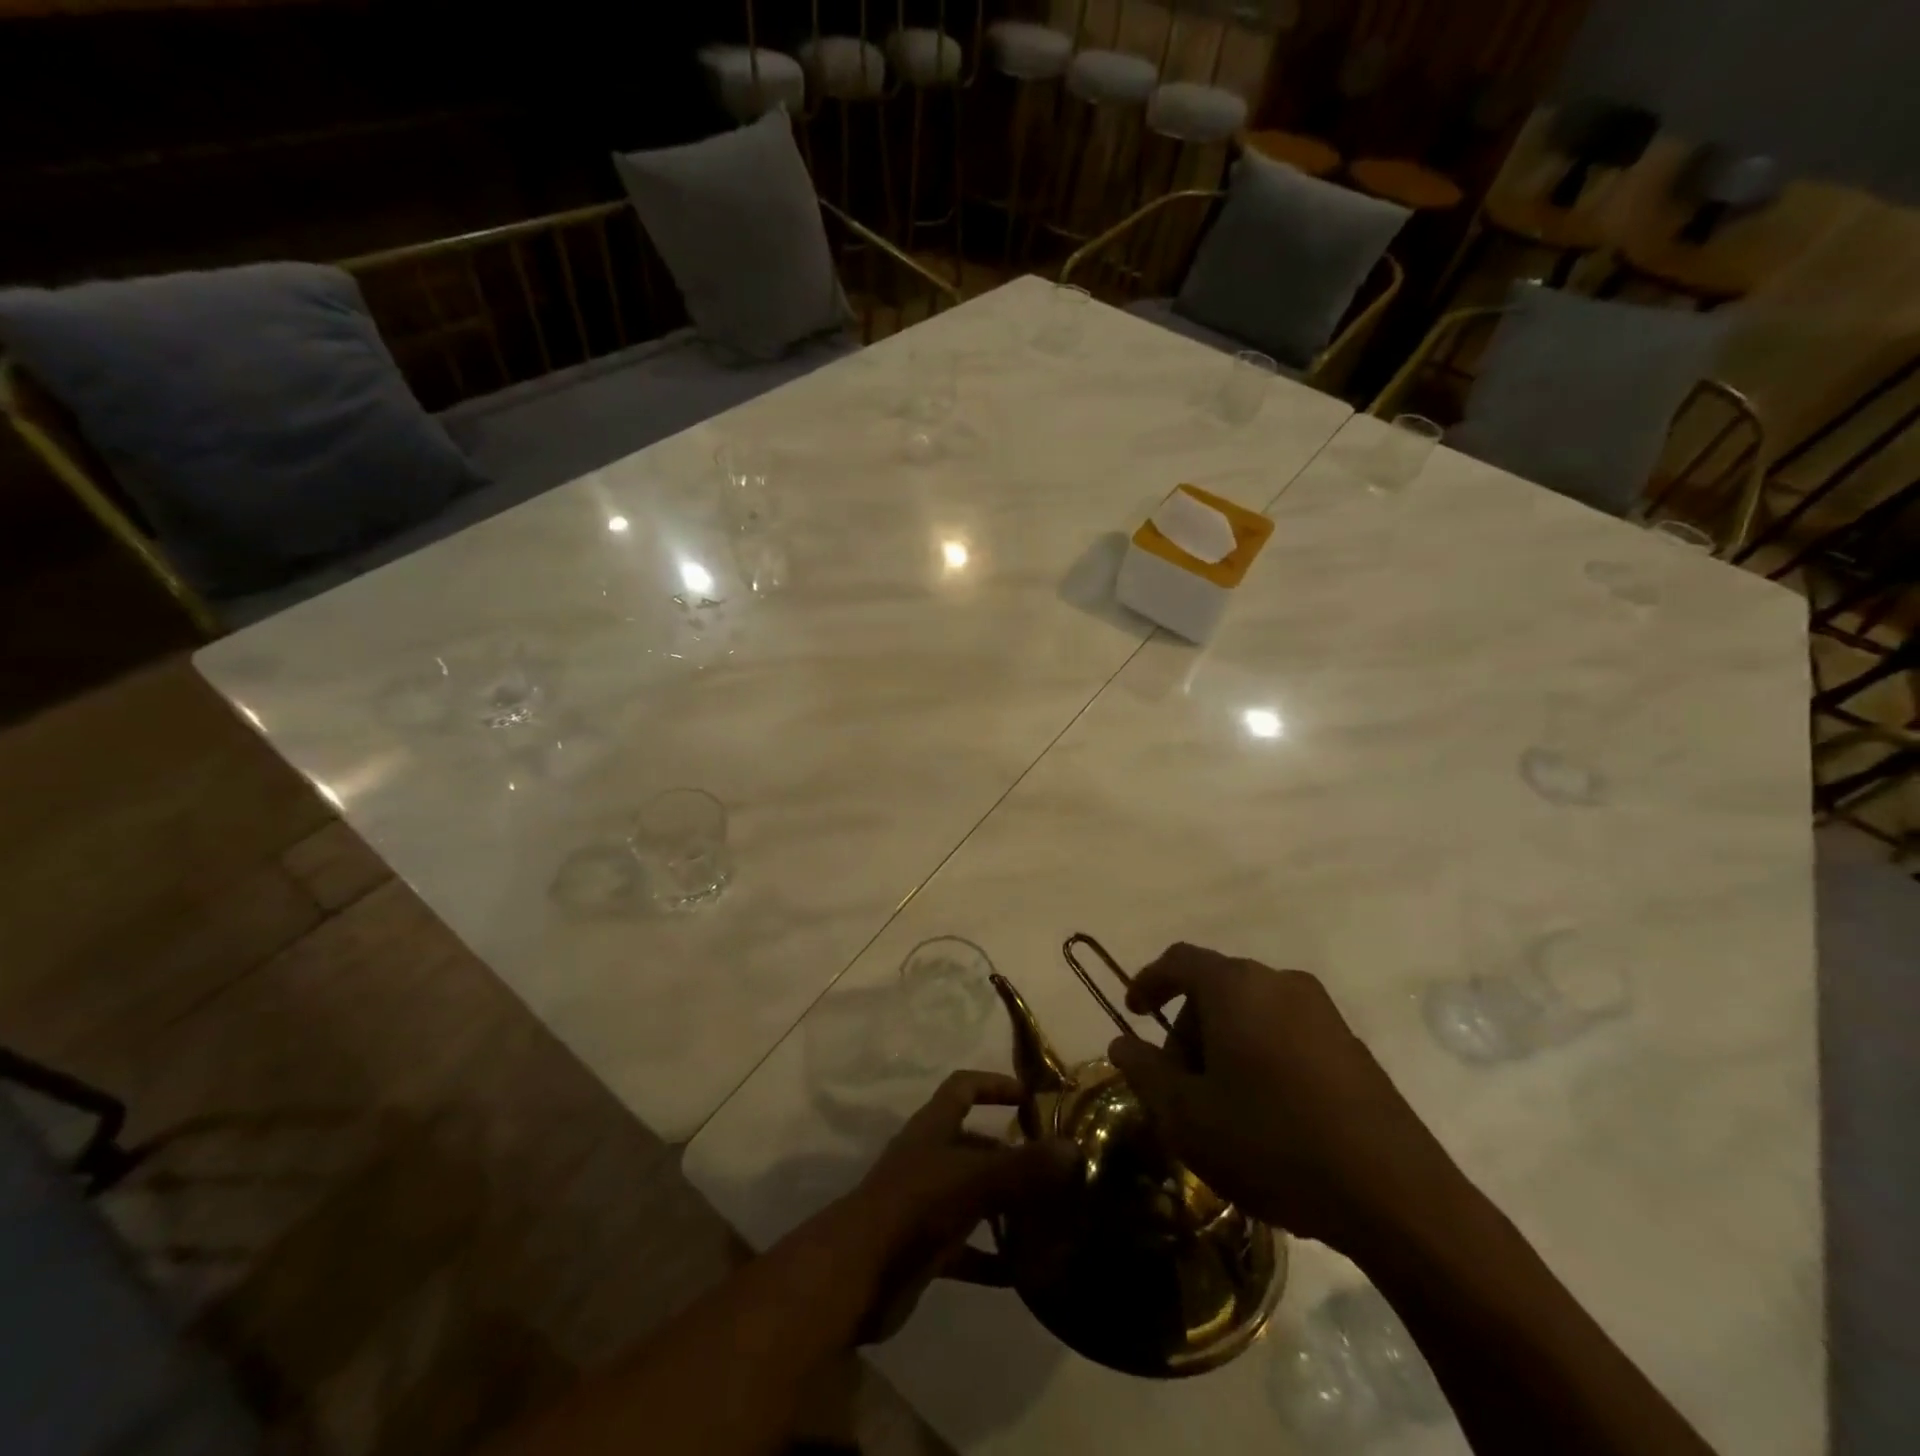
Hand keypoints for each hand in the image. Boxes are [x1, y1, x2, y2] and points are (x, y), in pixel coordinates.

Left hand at [842, 1071, 1072, 1340]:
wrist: (857, 1275)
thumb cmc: (914, 1207)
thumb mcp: (973, 1179)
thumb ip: (1024, 1165)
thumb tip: (1074, 1150)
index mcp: (932, 1128)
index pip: (962, 1088)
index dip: (993, 1084)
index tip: (1030, 1096)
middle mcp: (928, 1158)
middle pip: (973, 1144)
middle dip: (1010, 1152)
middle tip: (1054, 1168)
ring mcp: (924, 1204)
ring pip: (973, 1195)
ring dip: (1006, 1204)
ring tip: (1049, 1216)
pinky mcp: (924, 1249)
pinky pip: (966, 1248)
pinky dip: (992, 1257)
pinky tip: (1024, 1272)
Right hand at [1107, 944, 1456, 1257]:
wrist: (1396, 1196)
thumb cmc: (1271, 1143)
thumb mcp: (1186, 1115)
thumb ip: (1144, 1071)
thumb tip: (1122, 1043)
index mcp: (1236, 986)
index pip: (1179, 961)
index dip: (1149, 981)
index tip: (1134, 1013)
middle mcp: (1280, 983)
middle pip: (1216, 988)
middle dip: (1187, 1027)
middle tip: (1178, 1083)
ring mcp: (1323, 1012)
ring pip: (1253, 1012)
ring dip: (1225, 1045)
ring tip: (1221, 1105)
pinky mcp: (1352, 1046)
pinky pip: (1287, 1034)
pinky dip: (1262, 1057)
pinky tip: (1268, 1114)